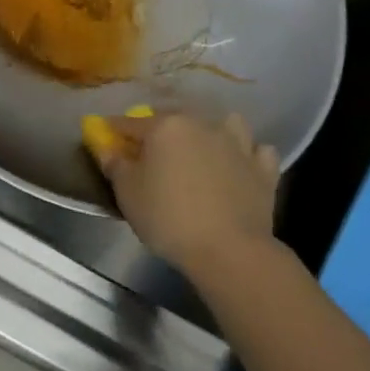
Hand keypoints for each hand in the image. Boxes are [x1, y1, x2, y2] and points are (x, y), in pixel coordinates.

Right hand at [94, 112, 278, 279]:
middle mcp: (202, 124)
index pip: (131, 122)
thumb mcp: (128, 194)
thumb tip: (106, 147)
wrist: (229, 250)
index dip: (115, 130)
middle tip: (153, 154)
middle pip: (176, 120)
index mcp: (166, 126)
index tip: (106, 137)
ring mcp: (237, 144)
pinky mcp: (263, 168)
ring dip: (215, 132)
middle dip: (162, 131)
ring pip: (225, 124)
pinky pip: (258, 151)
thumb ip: (115, 165)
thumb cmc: (169, 218)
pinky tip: (241, 167)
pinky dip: (249, 155)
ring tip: (206, 152)